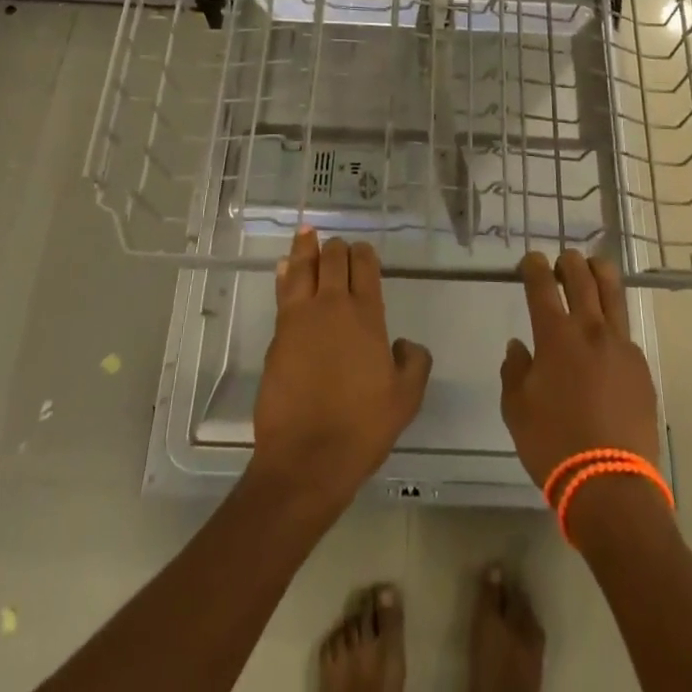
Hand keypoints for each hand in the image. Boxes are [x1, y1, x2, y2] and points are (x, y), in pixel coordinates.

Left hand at [251, 229, 432, 514]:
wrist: (307, 458)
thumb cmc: (362, 428)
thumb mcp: (406, 399)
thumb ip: (414, 363)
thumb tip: (404, 344)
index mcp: (366, 315)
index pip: (365, 267)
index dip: (364, 254)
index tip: (364, 252)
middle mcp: (332, 306)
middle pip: (332, 260)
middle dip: (337, 248)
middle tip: (338, 246)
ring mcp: (300, 318)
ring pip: (302, 268)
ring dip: (305, 249)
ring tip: (306, 233)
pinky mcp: (278, 335)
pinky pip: (282, 292)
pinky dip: (284, 275)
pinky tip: (284, 268)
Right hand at [500, 250, 660, 487]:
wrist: (610, 485)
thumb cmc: (553, 444)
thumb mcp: (516, 409)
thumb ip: (514, 371)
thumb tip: (519, 347)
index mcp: (555, 336)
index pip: (542, 284)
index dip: (534, 266)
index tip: (530, 261)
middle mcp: (590, 329)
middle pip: (582, 277)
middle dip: (568, 262)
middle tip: (561, 263)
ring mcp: (620, 345)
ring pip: (612, 292)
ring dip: (599, 274)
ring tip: (591, 270)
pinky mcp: (641, 366)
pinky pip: (625, 330)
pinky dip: (612, 320)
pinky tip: (605, 335)